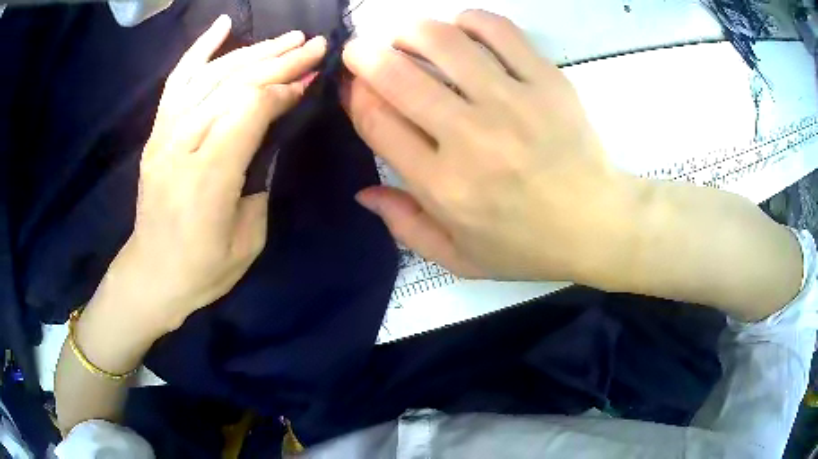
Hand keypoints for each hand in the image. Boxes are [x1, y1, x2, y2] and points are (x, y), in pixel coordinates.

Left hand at [92, 16, 326, 336]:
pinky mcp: (157, 132)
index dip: (284, 89)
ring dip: (253, 51)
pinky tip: (223, 26)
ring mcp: (165, 134)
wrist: (151, 274)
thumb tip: (272, 134)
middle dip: (279, 60)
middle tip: (314, 44)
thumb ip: (259, 179)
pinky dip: (200, 50)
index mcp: (209, 176)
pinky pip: (178, 80)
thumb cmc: (203, 269)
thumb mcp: (248, 238)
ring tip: (287, 38)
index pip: (250, 109)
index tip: (311, 80)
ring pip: (211, 76)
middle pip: (234, 85)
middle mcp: (182, 144)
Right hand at [342, 10, 644, 282]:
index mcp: (443, 185)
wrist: (599, 225)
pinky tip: (462, 29)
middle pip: (397, 75)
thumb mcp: (460, 257)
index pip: (377, 121)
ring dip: (411, 31)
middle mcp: (470, 137)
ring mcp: (512, 103)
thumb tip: (362, 191)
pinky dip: (470, 20)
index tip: (352, 85)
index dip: (354, 95)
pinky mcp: (546, 81)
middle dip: (365, 55)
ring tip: (407, 37)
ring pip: (443, 42)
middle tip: (361, 50)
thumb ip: (406, 226)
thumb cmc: (529, 246)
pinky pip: (499, 31)